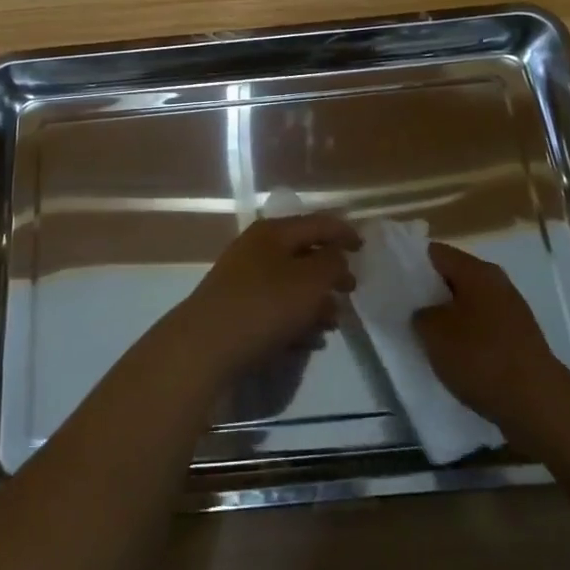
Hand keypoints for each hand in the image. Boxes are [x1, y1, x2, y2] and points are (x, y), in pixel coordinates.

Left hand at [174, 214, 358, 379]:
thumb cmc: (264, 305)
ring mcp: (242, 281)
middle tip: (351, 291)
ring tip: (333, 324)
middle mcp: (256, 250)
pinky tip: (309, 343)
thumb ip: (331, 263)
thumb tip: (336, 255)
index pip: (317, 223)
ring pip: (289, 285)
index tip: (364, 248)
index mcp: (273, 232)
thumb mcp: (310, 281)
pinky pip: (274, 310)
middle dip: (330, 273)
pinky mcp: (236, 311)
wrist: (205, 346)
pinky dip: (295, 321)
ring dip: (315, 302)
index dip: (343, 232)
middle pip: (302, 254)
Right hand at [413, 244, 565, 427]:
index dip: (409, 263)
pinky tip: (452, 355)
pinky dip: (465, 336)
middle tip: (403, 309)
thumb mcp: (434, 333)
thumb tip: (423, 312)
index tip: (391, 280)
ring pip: (467, 303)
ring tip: (424, 335)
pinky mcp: (518, 338)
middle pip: (452, 277)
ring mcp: (511, 310)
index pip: (434, 252)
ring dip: (446, 316)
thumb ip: (419, 314)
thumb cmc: (481, 357)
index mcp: (476, 271)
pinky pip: (482, 326)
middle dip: (428, 292)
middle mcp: (496, 282)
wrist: (537, 404)